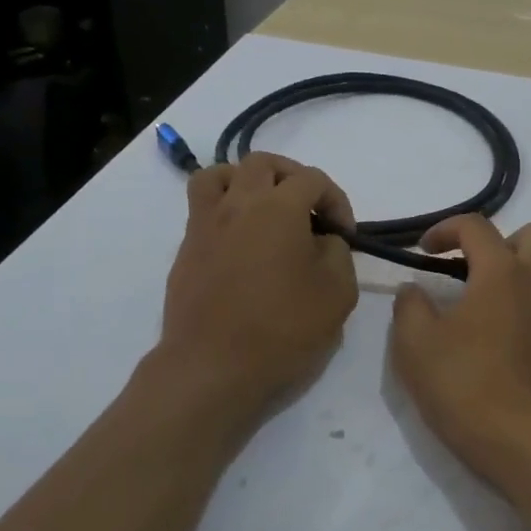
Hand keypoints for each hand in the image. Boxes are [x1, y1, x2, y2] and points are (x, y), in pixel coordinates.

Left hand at [158, 152, 357, 423]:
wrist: (212, 367)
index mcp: (278, 207)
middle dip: (292, 178)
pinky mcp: (186, 250)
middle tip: (307, 210)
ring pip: (219, 174)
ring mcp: (205, 224)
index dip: (336, 200)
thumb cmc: (282, 328)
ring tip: (263, 209)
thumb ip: (338, 253)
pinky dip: (225, 211)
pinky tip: (240, 243)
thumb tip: (322, 239)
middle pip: (263, 163)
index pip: (313, 179)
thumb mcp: (338, 292)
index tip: (344, 234)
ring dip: (245, 181)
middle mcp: (237, 203)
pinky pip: (203, 209)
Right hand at [388, 215, 530, 496]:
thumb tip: (413, 289)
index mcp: (502, 271)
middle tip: (476, 276)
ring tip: (510, 303)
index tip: (425, 251)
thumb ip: (409, 308)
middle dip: (502, 245)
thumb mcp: (416, 349)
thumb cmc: (471, 391)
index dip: (446, 230)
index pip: (475, 227)